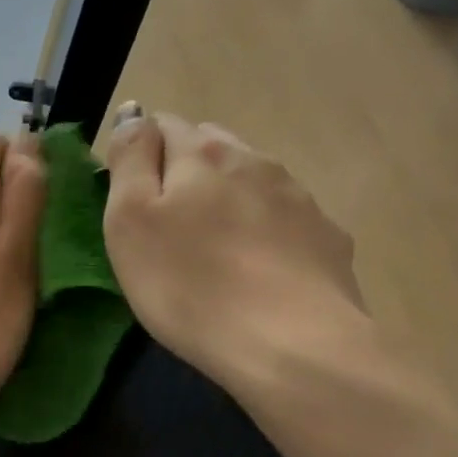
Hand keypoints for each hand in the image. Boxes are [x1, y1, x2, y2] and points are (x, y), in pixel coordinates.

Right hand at [102, 105, 366, 399]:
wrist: (292, 344)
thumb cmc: (189, 286)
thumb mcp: (130, 222)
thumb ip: (130, 160)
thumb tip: (134, 112)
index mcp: (201, 155)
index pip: (163, 125)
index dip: (142, 154)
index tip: (132, 198)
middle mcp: (254, 161)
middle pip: (211, 147)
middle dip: (186, 171)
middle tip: (168, 225)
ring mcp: (298, 197)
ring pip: (251, 180)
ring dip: (229, 198)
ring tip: (214, 249)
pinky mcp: (327, 237)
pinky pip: (286, 218)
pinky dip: (266, 230)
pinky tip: (259, 271)